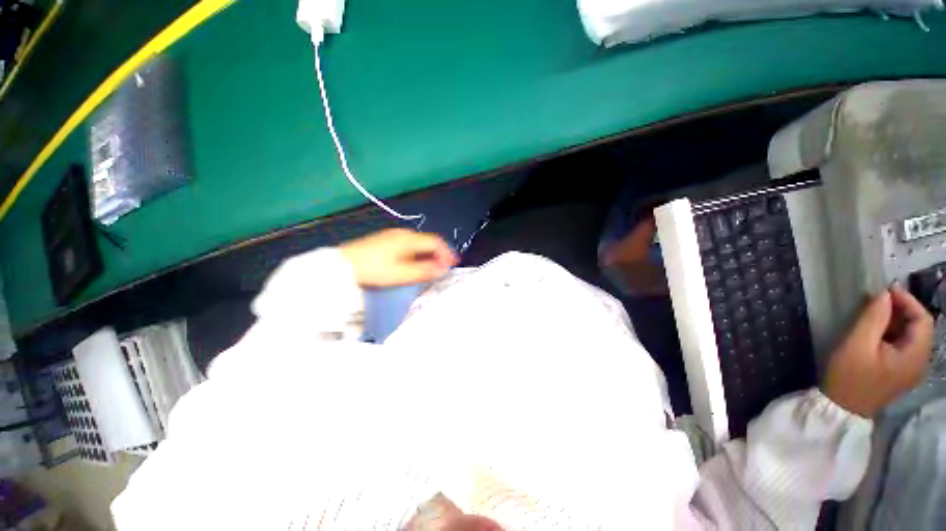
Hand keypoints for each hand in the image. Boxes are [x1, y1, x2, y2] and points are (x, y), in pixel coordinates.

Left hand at [340, 229, 457, 287]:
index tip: (453, 264)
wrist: (343, 266)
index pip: (435, 242)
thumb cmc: (374, 269)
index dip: (447, 252)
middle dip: (439, 254)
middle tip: (443, 268)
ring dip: (428, 255)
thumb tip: (443, 268)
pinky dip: (417, 255)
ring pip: (419, 244)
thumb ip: (424, 270)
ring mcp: (393, 236)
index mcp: (408, 239)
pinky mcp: (386, 241)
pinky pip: (409, 246)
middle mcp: (403, 234)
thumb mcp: (401, 273)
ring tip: (431, 269)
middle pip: (428, 242)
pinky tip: (415, 265)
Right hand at [823, 286, 933, 417]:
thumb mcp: (857, 345)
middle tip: (876, 301)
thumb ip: (873, 319)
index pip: (923, 320)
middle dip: (901, 310)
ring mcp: (911, 369)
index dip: (907, 301)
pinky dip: (893, 334)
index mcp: (915, 356)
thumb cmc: (849, 376)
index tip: (885, 290)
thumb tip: (883, 295)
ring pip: (911, 337)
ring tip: (874, 314)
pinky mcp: (901, 372)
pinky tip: (875, 333)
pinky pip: (904, 346)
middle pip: (919, 328)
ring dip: (896, 321)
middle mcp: (920, 362)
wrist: (842, 408)